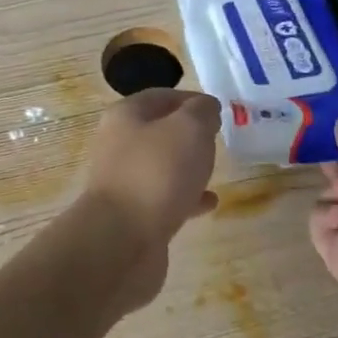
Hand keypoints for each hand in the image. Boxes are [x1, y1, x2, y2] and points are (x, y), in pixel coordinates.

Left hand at [79, 88, 221, 247]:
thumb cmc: (156, 173)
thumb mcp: (189, 129)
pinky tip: (209, 203)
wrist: (122, 240)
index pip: (161, 96)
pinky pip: (164, 198)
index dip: (190, 99)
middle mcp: (119, 145)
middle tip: (218, 139)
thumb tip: (205, 108)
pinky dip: (186, 198)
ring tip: (215, 169)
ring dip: (186, 166)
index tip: (218, 109)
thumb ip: (202, 112)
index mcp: (125, 116)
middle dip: (189, 134)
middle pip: (159, 131)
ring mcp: (124, 182)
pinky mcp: (133, 215)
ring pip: (161, 166)